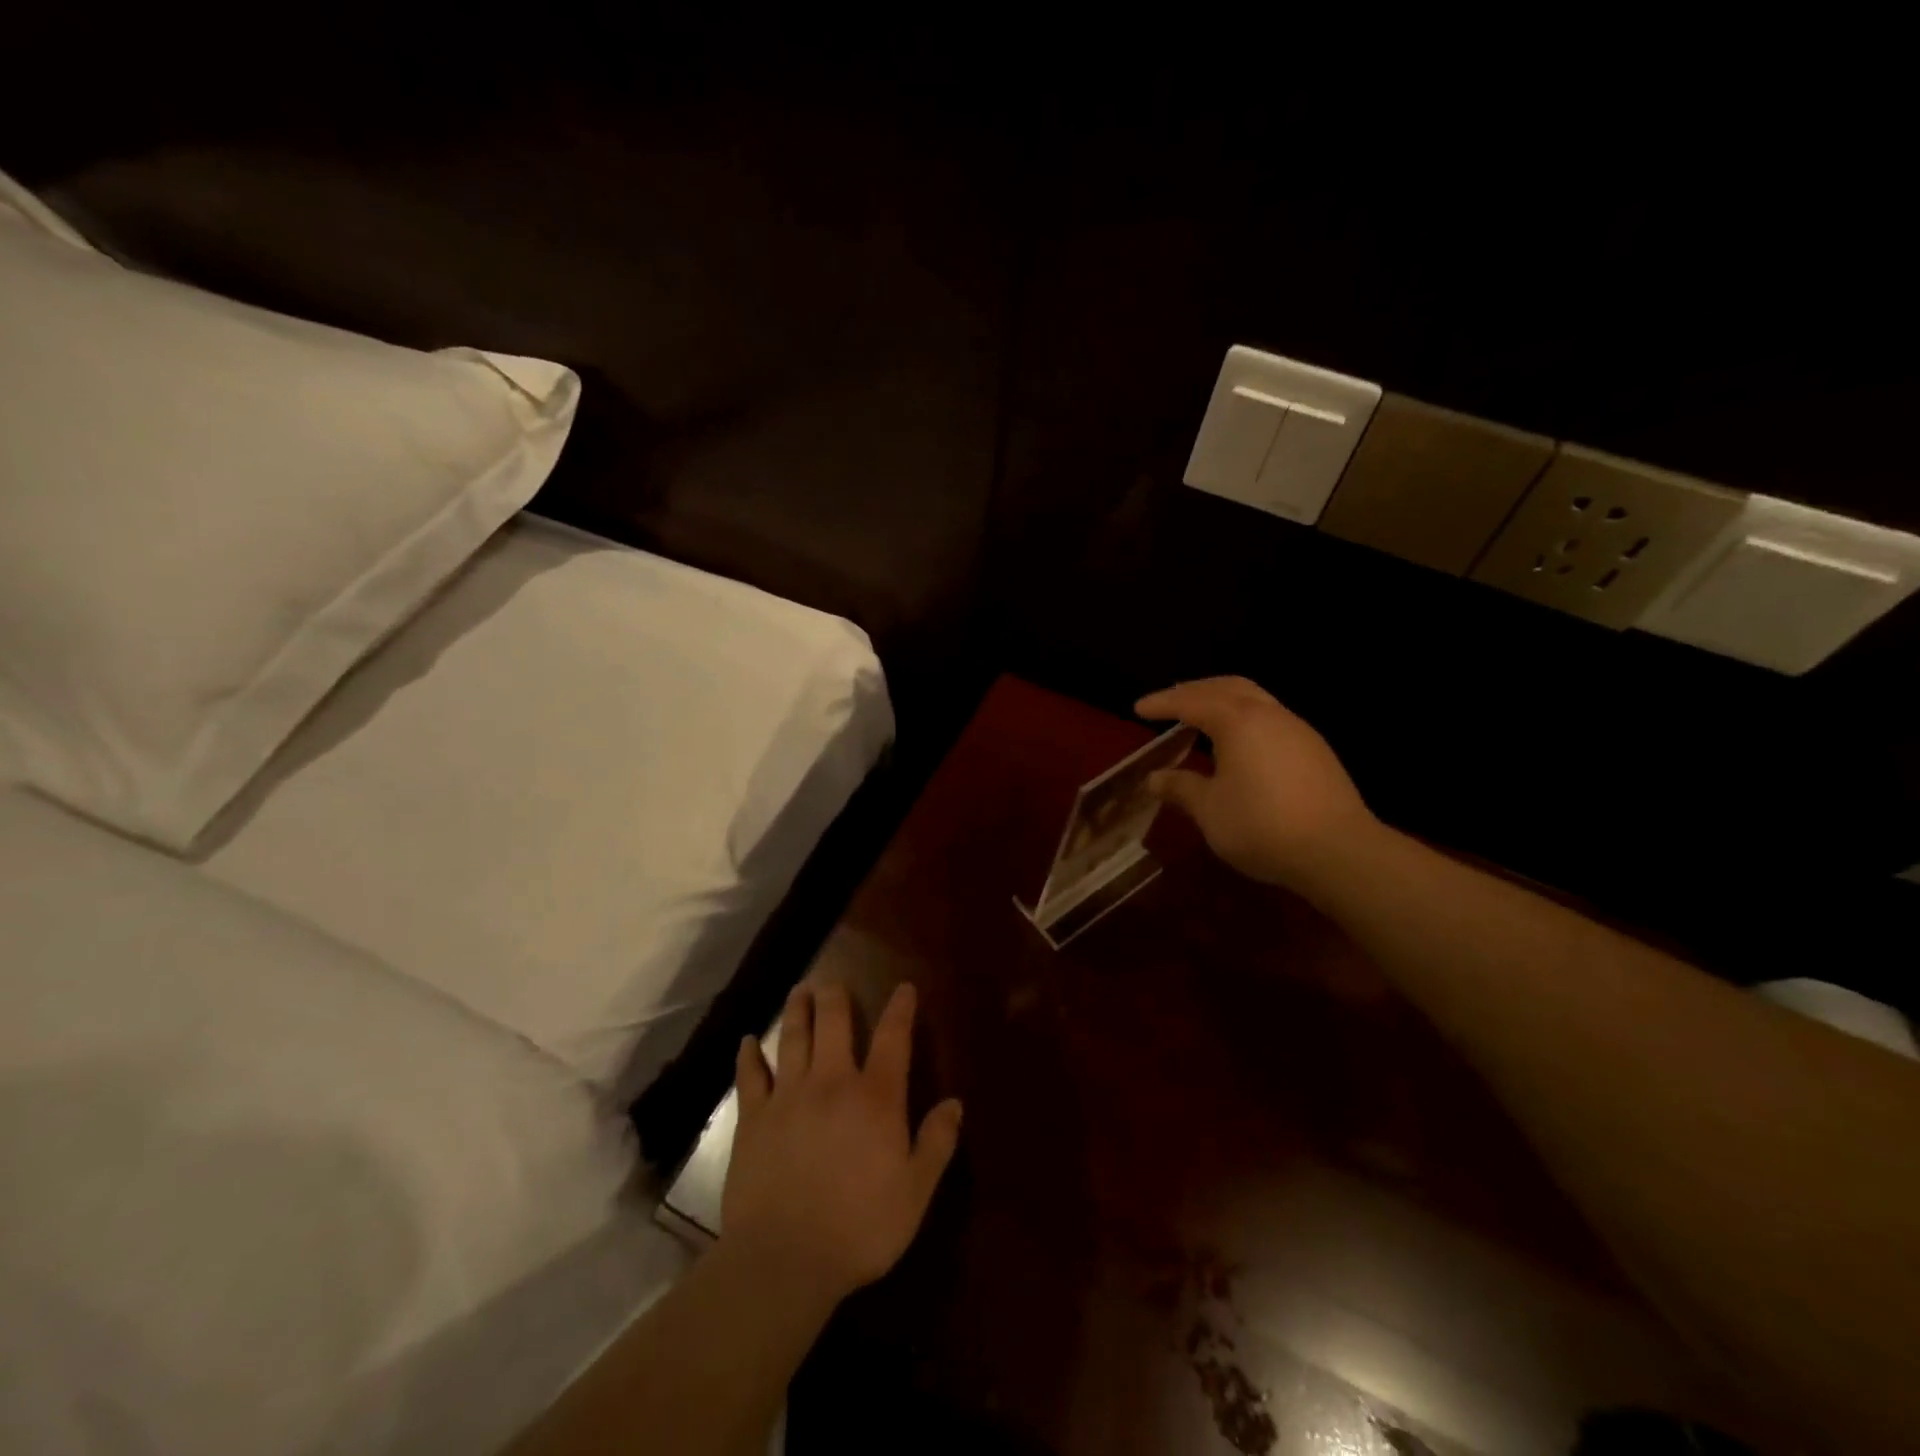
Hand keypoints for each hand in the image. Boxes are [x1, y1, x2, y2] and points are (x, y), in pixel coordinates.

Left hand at [722, 982, 962, 1310]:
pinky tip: (747, 1042)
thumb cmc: (860, 1227)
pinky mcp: (754, 1119)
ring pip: (794, 1038)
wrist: (785, 1258)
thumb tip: (956, 1103)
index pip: (893, 1038)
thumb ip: (936, 1143)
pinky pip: (750, 1077)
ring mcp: (789, 1097)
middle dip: (836, 997)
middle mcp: (832, 1082)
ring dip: (798, 1011)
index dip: (900, 1009)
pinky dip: (748, 1056)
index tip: (903, 988)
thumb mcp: (915, 1192)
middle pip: (835, 1024)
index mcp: (876, 1097)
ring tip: (800, 992)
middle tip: (834, 982)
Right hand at [1136, 676, 1378, 890]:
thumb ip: (1181, 788)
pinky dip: (1244, 718)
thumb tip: (1154, 779)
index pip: (1191, 701)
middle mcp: (1269, 714)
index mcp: (1238, 721)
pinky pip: (1271, 718)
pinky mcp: (1315, 750)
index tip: (1138, 708)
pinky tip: (1238, 743)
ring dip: (1223, 701)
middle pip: (1227, 686)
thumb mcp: (1210, 810)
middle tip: (1170, 702)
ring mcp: (1297, 730)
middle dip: (1195, 690)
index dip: (1162, 703)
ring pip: (1254, 698)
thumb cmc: (1262, 826)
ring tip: (1201, 718)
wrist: (1338, 851)